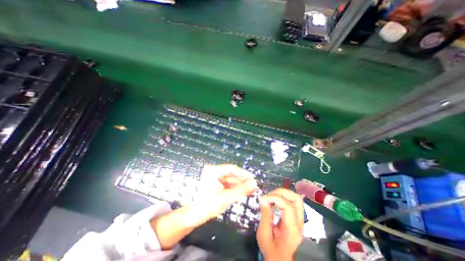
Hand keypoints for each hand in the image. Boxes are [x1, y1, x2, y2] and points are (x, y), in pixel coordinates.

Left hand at [193, 163, 257, 221]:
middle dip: (242, 180)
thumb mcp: (224, 198)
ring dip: (238, 185)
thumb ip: (240, 190)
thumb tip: (253, 183)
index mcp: (214, 171)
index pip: (232, 168)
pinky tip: (240, 192)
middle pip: (231, 174)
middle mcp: (213, 172)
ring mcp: (213, 179)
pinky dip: (233, 188)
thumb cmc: (206, 205)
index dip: (243, 173)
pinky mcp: (213, 185)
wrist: (190, 217)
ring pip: (229, 180)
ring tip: (249, 190)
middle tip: (253, 186)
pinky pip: (226, 185)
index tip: (252, 179)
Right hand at [256, 189, 303, 260]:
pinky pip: (292, 201)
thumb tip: (263, 198)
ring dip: (283, 193)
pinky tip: (275, 199)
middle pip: (296, 199)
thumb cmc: (270, 249)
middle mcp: (299, 223)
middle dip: (281, 192)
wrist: (279, 258)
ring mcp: (300, 219)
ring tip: (271, 196)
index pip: (288, 207)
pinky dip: (283, 196)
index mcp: (292, 230)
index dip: (275, 198)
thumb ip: (265, 215)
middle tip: (269, 195)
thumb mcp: (263, 234)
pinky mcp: (297, 216)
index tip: (263, 199)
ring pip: (296, 198)